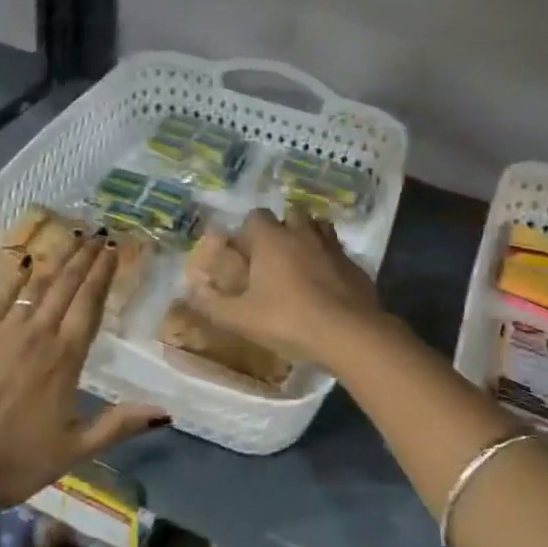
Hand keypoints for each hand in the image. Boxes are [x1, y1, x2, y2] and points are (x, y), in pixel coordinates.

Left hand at [0, 236, 168, 517]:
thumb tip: (166, 411)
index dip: (103, 274)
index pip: (90, 304)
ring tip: (73, 240)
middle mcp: (38, 334)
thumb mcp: (75, 450)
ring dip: (57, 262)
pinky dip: (16, 278)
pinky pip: (1, 297)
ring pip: (37, 286)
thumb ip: (119, 424)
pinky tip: (25, 264)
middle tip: (99, 235)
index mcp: (66, 358)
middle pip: (66, 287)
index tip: (113, 249)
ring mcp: (4, 331)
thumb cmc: (16, 462)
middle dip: (84, 259)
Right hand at [184, 208, 382, 365]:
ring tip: (302, 261)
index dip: (250, 230)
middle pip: (292, 213)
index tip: (247, 251)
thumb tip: (192, 292)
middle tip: (275, 254)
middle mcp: (302, 233)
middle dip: (283, 227)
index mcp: (272, 239)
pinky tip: (327, 283)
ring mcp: (332, 247)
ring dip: (310, 236)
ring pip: (319, 227)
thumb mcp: (241, 318)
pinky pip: (339, 253)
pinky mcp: (355, 265)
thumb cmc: (288, 319)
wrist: (348, 332)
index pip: (257, 216)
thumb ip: (213, 304)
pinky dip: (331, 260)